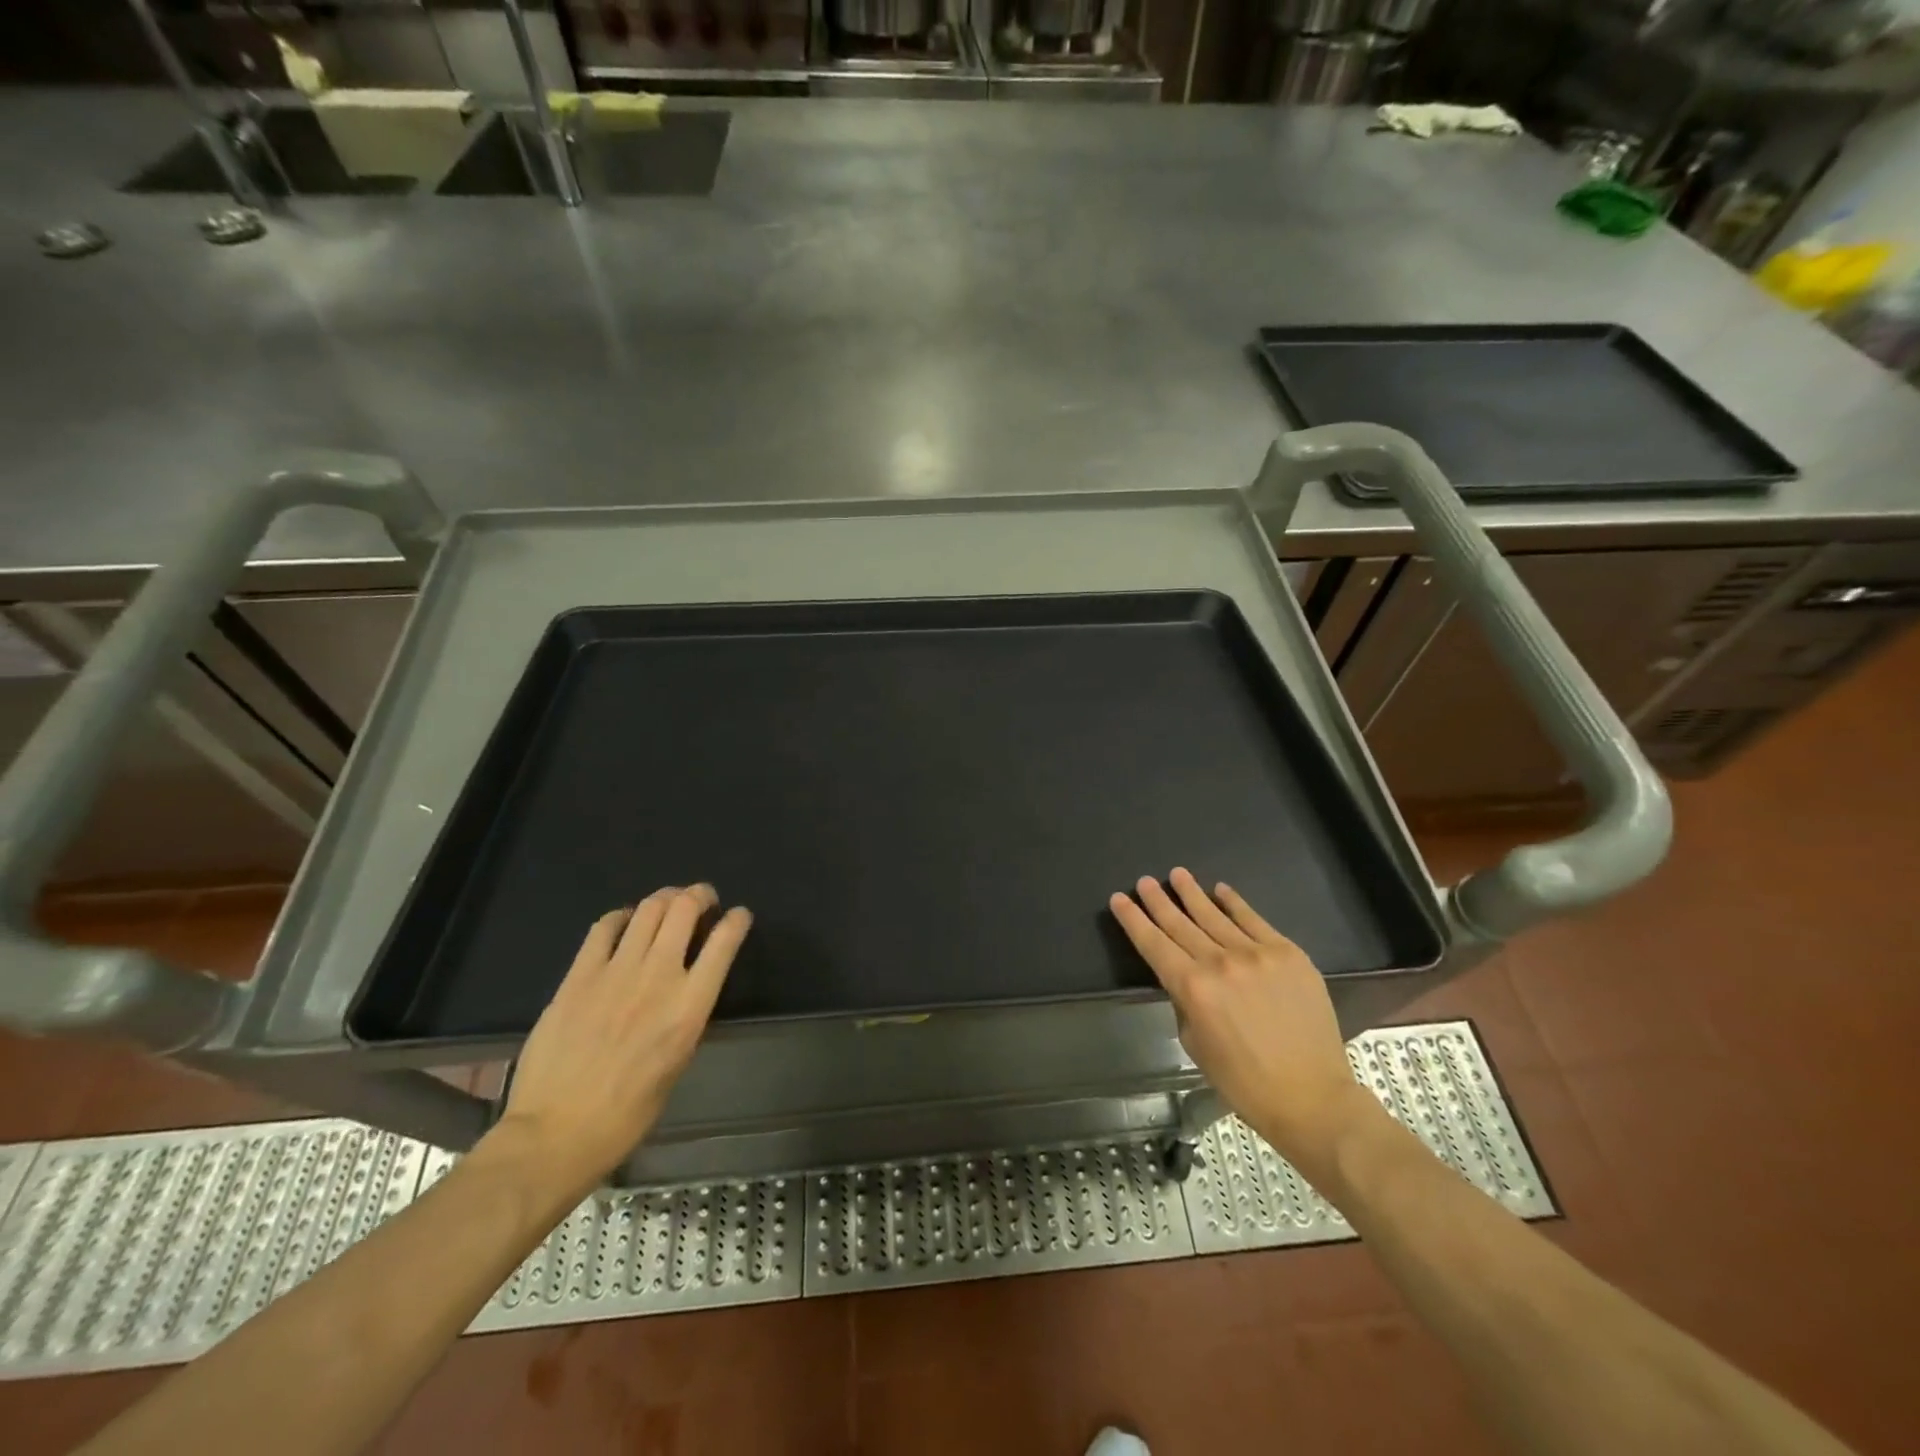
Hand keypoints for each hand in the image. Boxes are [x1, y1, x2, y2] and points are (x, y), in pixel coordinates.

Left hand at [496, 884, 751, 1199]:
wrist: (555, 1133)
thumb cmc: (627, 1114)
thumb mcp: (677, 1065)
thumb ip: (685, 1017)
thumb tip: (687, 989)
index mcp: (690, 1007)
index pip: (724, 942)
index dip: (737, 920)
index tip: (739, 916)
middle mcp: (658, 977)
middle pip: (684, 910)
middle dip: (699, 895)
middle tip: (703, 900)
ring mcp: (615, 972)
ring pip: (648, 909)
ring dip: (665, 898)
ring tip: (669, 902)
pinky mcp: (579, 975)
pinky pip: (605, 927)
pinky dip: (622, 916)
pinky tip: (625, 922)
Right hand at [1110, 867, 1379, 1184]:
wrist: (1312, 1096)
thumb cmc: (1244, 1082)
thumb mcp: (1195, 1044)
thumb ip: (1186, 1002)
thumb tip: (1188, 978)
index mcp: (1192, 987)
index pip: (1153, 944)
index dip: (1133, 919)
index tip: (1119, 899)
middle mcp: (1220, 962)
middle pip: (1180, 923)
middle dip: (1158, 901)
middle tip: (1144, 881)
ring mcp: (1256, 953)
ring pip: (1214, 915)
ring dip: (1192, 893)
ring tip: (1177, 874)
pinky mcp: (1287, 953)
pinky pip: (1254, 920)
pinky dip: (1235, 903)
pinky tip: (1221, 889)